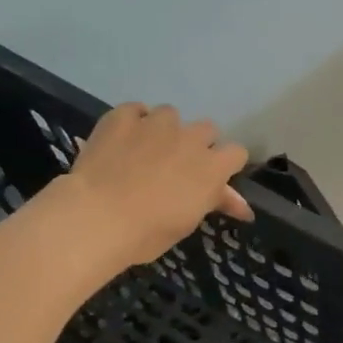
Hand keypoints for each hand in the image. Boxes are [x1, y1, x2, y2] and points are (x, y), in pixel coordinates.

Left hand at [60, 104, 251, 267]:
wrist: (98, 217)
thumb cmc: (148, 232)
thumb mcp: (188, 223)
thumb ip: (214, 203)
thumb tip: (243, 208)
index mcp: (211, 167)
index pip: (237, 153)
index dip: (226, 165)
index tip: (214, 179)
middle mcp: (190, 138)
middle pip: (207, 129)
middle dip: (197, 144)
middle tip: (179, 167)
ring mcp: (155, 123)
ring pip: (171, 114)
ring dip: (166, 130)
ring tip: (147, 150)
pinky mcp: (122, 117)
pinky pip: (135, 109)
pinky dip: (133, 121)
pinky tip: (123, 138)